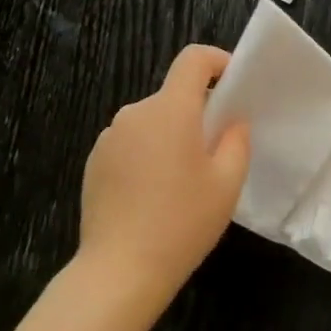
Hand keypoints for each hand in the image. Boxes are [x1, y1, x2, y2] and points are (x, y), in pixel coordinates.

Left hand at [77, 45, 249, 305]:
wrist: (120, 270)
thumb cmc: (182, 222)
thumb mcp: (227, 183)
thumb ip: (236, 141)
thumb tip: (232, 121)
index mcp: (170, 110)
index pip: (193, 60)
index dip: (218, 61)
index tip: (233, 84)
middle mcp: (135, 113)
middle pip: (173, 95)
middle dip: (198, 112)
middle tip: (217, 150)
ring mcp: (109, 137)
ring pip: (152, 121)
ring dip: (171, 135)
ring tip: (184, 180)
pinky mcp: (94, 162)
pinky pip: (131, 144)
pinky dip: (148, 154)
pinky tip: (154, 195)